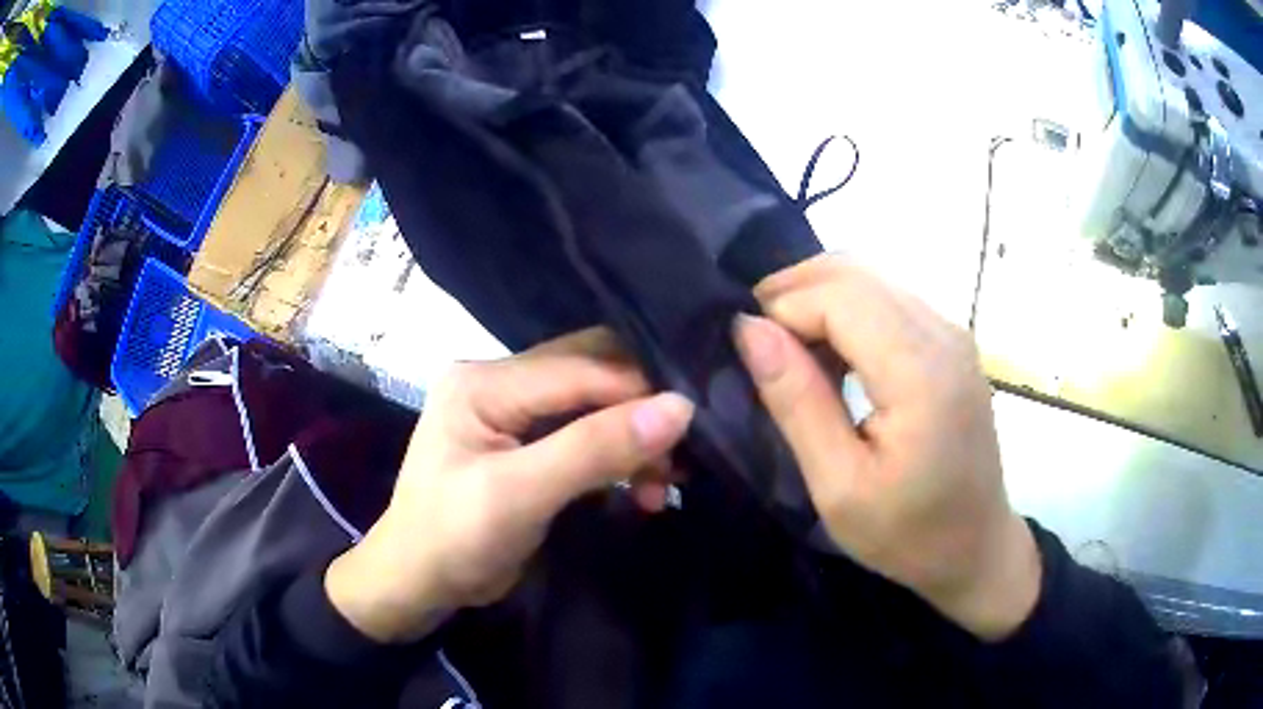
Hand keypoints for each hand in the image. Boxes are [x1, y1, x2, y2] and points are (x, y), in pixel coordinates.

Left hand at [326, 329, 694, 642]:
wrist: (418, 583)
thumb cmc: (453, 538)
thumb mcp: (519, 495)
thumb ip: (594, 450)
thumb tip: (679, 408)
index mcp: (485, 381)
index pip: (581, 368)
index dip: (640, 394)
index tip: (692, 429)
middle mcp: (500, 381)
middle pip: (592, 374)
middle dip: (640, 412)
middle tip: (679, 455)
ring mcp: (514, 411)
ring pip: (595, 403)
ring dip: (634, 438)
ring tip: (663, 484)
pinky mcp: (528, 443)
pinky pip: (586, 432)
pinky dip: (618, 457)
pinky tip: (640, 487)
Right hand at [735, 255, 1040, 639]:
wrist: (976, 547)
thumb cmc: (908, 534)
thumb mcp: (839, 487)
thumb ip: (797, 402)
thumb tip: (750, 329)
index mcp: (921, 374)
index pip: (839, 296)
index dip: (782, 308)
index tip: (745, 348)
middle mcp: (943, 334)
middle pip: (855, 273)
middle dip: (793, 292)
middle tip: (756, 342)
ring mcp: (952, 332)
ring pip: (870, 278)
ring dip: (818, 300)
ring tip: (787, 350)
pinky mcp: (951, 341)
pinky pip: (889, 299)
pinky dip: (847, 311)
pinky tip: (830, 354)